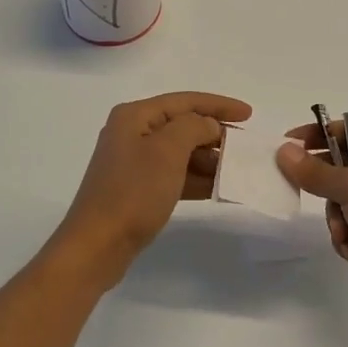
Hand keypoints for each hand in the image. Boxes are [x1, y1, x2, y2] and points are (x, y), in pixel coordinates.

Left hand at [50, 91, 251, 286]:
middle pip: (182, 125)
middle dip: (214, 135)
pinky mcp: (137, 189)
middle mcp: (132, 133)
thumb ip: (194, 127)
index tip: (250, 115)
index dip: (219, 105)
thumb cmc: (133, 192)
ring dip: (208, 159)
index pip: (185, 101)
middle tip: (244, 150)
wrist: (97, 245)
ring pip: (180, 152)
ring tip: (235, 171)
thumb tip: (209, 126)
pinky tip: (217, 189)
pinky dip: (196, 179)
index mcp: (135, 116)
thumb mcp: (168, 151)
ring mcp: (133, 163)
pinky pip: (174, 175)